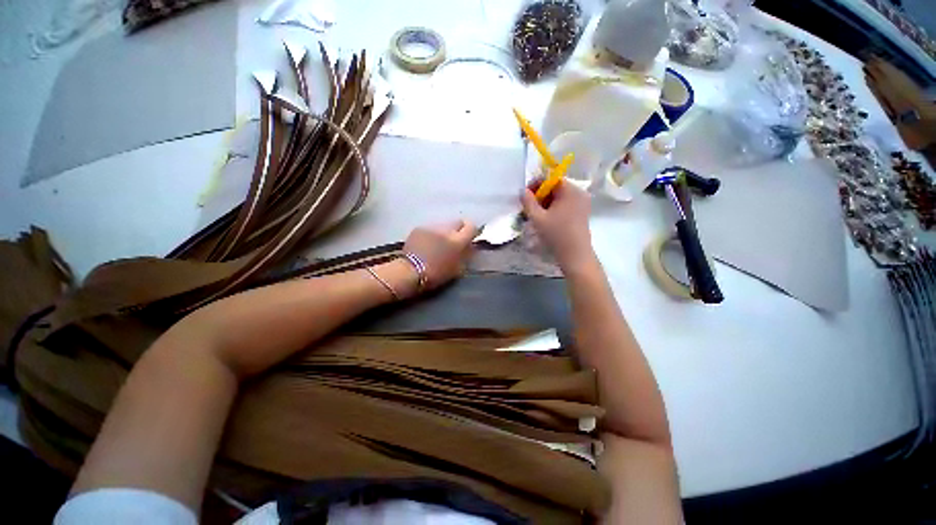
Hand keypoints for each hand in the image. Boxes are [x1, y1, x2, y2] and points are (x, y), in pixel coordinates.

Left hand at [403, 220, 477, 289]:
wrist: (410, 272)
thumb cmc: (436, 274)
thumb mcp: (457, 269)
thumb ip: (465, 255)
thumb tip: (468, 246)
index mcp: (457, 241)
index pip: (471, 226)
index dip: (472, 231)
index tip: (470, 238)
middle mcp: (446, 230)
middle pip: (457, 222)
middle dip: (459, 229)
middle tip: (454, 241)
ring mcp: (431, 227)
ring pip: (443, 225)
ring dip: (444, 232)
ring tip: (438, 244)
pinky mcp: (419, 228)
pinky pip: (430, 229)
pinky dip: (431, 234)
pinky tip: (426, 244)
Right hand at [521, 181, 595, 272]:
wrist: (575, 255)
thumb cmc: (556, 234)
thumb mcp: (537, 218)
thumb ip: (528, 202)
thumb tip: (522, 191)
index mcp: (570, 190)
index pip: (551, 179)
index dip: (536, 185)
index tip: (525, 196)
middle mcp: (579, 193)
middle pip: (556, 187)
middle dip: (540, 195)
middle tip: (529, 207)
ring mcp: (582, 203)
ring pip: (560, 197)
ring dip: (546, 203)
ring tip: (536, 215)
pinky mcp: (582, 213)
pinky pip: (565, 205)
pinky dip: (554, 209)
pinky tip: (547, 220)